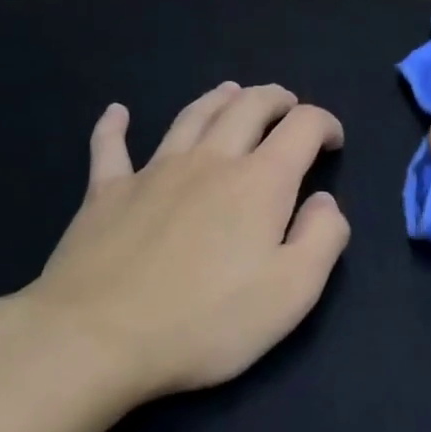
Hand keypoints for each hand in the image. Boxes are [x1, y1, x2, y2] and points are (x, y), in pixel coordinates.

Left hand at [0, 83, 349, 408]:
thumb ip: (322, 238)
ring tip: (231, 93)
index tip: (333, 142)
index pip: (302, 127)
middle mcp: (209, 160)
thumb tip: (325, 201)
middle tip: (288, 106)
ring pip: (191, 116)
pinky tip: (117, 113)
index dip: (325, 124)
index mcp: (260, 182)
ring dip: (218, 99)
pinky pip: (110, 147)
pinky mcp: (105, 192)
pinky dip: (116, 126)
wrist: (97, 338)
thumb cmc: (206, 321)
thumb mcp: (292, 292)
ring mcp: (152, 171)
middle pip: (247, 106)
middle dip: (275, 99)